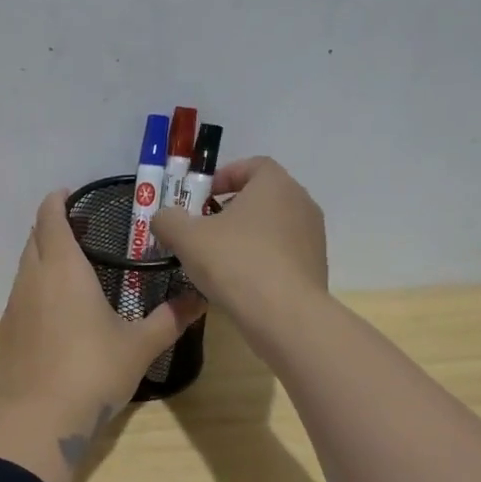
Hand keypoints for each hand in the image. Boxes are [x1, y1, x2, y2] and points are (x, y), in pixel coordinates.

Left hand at [0, 189, 204, 481]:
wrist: (39, 419)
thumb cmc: (93, 372)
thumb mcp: (140, 346)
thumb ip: (170, 319)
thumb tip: (200, 297)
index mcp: (63, 269)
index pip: (51, 218)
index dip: (57, 201)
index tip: (70, 195)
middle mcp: (32, 280)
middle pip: (34, 239)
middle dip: (52, 228)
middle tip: (82, 233)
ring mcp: (13, 307)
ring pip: (25, 269)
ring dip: (43, 260)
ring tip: (72, 272)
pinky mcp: (5, 334)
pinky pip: (20, 298)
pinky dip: (36, 291)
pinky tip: (57, 314)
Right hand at [149, 157, 327, 334]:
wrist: (285, 316)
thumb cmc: (235, 263)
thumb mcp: (186, 238)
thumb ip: (168, 220)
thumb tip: (163, 218)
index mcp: (275, 185)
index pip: (253, 165)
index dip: (225, 176)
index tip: (203, 196)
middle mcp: (301, 203)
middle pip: (263, 196)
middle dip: (232, 207)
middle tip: (205, 227)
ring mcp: (313, 237)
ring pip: (273, 226)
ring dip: (247, 235)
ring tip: (220, 259)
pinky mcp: (316, 267)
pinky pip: (283, 254)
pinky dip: (262, 259)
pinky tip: (241, 282)